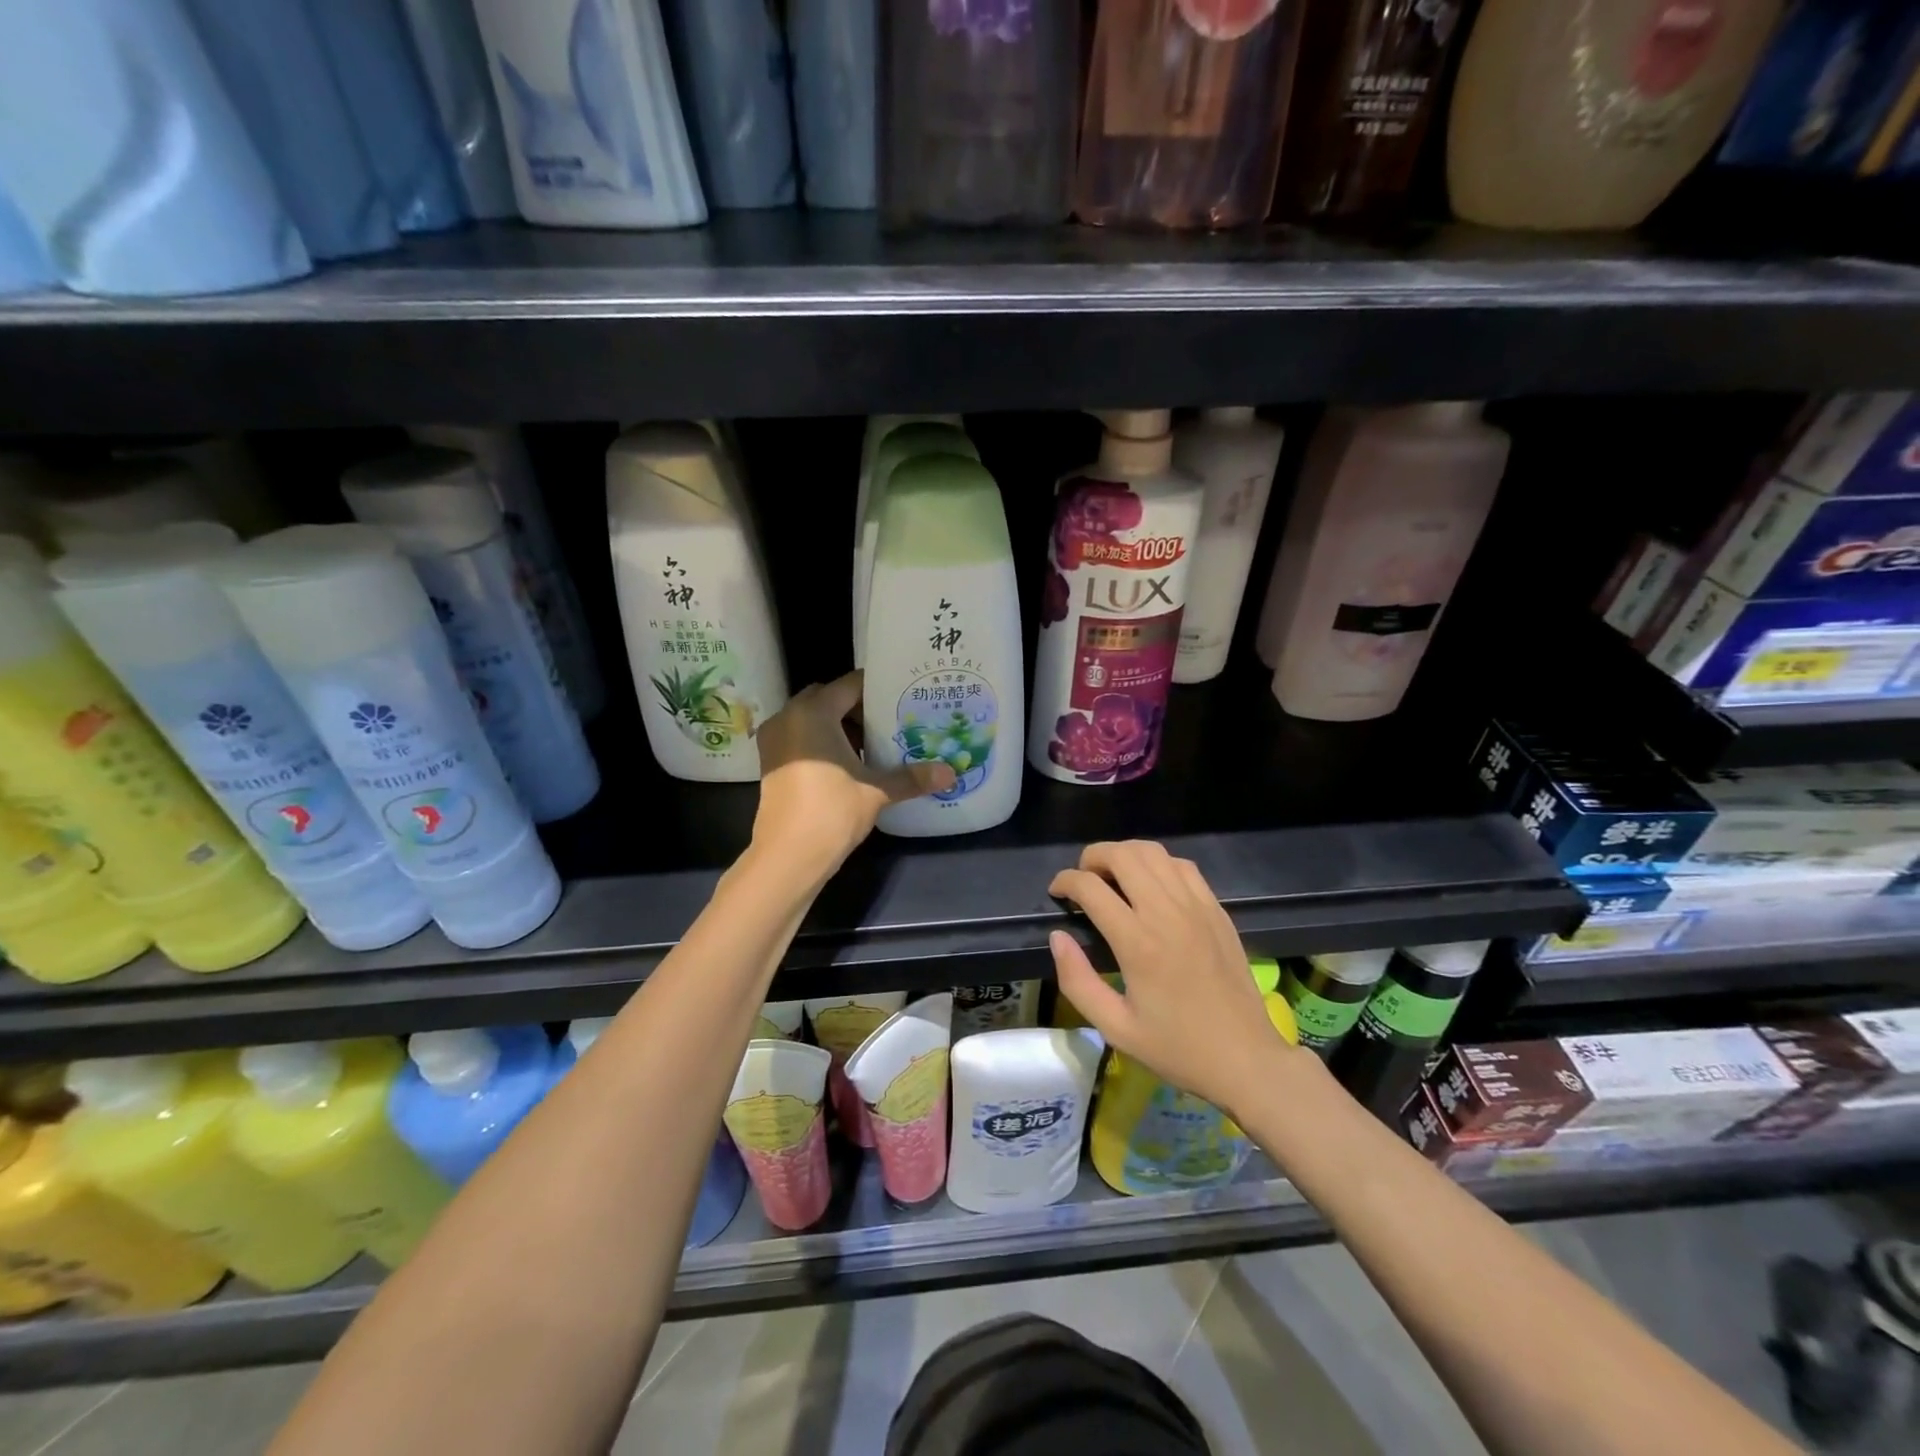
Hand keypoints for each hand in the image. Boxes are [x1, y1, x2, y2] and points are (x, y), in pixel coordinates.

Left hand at [752, 672, 955, 875]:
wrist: (787, 856)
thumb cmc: (832, 812)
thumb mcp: (876, 791)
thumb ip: (911, 777)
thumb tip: (950, 773)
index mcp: (813, 712)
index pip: (849, 685)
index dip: (877, 688)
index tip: (902, 694)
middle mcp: (788, 717)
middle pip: (827, 697)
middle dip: (856, 706)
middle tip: (889, 718)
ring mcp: (775, 739)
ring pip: (811, 718)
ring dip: (838, 724)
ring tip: (873, 740)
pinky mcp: (770, 761)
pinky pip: (800, 736)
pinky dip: (822, 740)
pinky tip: (848, 761)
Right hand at [1049, 841, 1296, 1119]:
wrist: (1246, 1059)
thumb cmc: (1177, 1048)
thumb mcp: (1115, 1028)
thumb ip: (1077, 980)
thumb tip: (1057, 937)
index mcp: (1137, 942)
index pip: (1090, 887)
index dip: (1065, 881)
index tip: (1057, 893)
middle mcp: (1166, 913)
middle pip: (1122, 855)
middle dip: (1093, 856)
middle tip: (1082, 879)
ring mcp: (1197, 906)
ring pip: (1154, 852)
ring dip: (1125, 854)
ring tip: (1113, 876)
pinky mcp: (1217, 909)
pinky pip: (1183, 866)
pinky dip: (1159, 863)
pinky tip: (1151, 884)